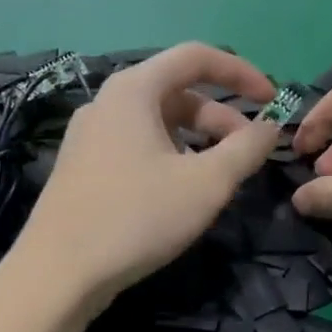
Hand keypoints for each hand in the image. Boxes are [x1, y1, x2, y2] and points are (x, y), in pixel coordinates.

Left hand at [14, 43, 280, 314]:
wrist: (58, 274)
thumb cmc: (137, 217)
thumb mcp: (206, 184)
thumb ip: (246, 149)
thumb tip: (270, 128)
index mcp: (133, 90)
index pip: (195, 57)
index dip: (241, 72)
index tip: (273, 100)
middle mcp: (107, 102)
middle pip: (176, 92)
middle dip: (221, 117)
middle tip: (249, 152)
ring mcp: (89, 135)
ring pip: (157, 122)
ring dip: (197, 140)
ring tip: (220, 176)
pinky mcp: (82, 166)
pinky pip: (136, 145)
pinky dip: (169, 156)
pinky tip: (181, 192)